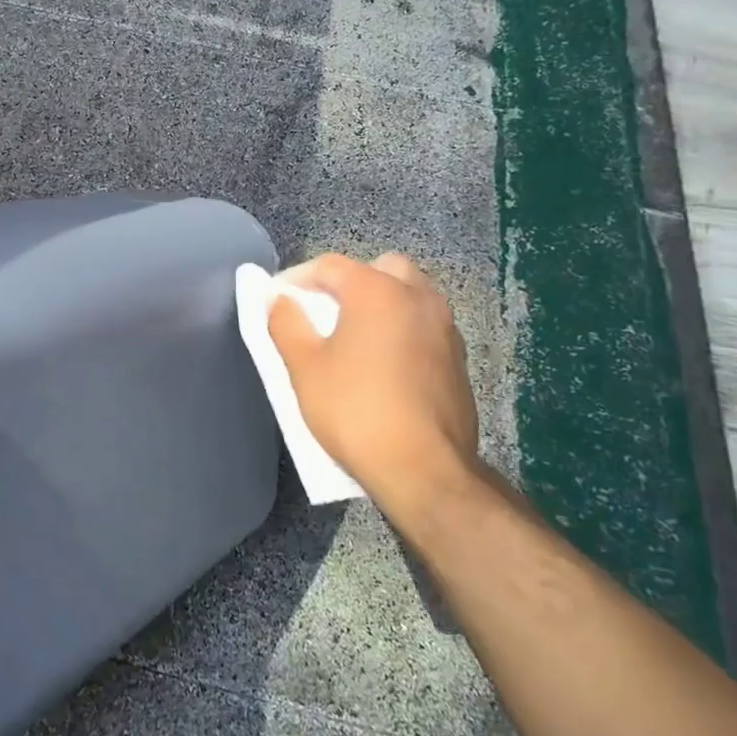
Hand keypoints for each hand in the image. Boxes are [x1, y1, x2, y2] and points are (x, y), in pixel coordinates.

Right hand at [268, 252, 480, 524]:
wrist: (424, 470)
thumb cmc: (355, 411)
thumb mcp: (304, 367)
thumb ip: (286, 322)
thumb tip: (280, 299)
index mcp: (378, 291)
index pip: (330, 265)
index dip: (298, 278)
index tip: (279, 301)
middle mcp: (418, 297)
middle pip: (378, 269)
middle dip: (348, 282)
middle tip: (323, 311)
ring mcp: (445, 327)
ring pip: (408, 294)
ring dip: (379, 303)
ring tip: (353, 336)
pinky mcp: (457, 358)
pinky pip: (423, 325)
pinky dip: (401, 328)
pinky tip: (383, 363)